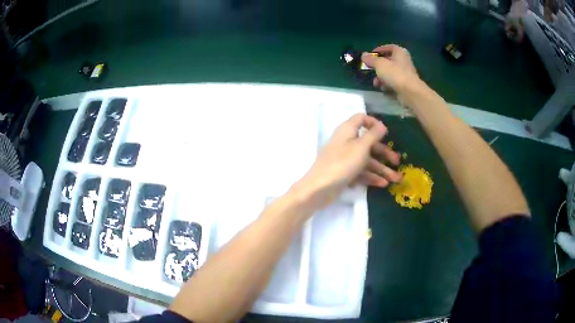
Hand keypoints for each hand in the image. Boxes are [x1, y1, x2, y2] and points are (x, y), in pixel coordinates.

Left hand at [293, 114, 400, 208]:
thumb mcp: (361, 147)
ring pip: (366, 160)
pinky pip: (360, 172)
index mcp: (348, 130)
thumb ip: (373, 135)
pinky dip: (371, 177)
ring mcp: (345, 158)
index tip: (386, 133)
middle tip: (397, 161)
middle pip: (368, 143)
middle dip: (384, 153)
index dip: (373, 123)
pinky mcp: (344, 173)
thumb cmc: (342, 163)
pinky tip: (383, 184)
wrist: (319, 188)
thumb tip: (381, 125)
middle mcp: (346, 142)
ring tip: (396, 179)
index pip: (361, 119)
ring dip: (382, 169)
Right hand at [361, 44, 418, 92]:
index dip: (379, 50)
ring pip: (390, 73)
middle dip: (378, 66)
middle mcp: (404, 61)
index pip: (389, 47)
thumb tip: (363, 55)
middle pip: (389, 61)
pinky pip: (394, 82)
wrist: (410, 92)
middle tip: (370, 69)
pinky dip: (387, 84)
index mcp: (400, 52)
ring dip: (381, 77)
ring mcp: (406, 73)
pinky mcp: (406, 84)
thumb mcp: (379, 64)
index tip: (371, 55)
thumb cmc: (395, 73)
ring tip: (375, 83)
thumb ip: (370, 59)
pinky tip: (383, 89)